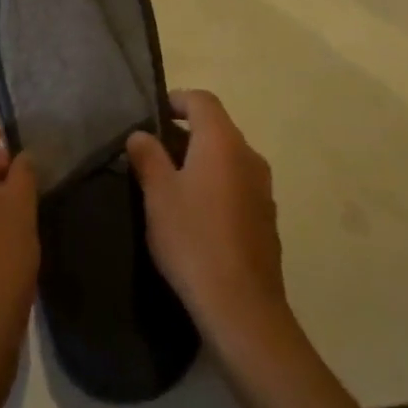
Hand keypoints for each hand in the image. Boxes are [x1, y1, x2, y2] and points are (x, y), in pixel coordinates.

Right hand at [126, 90, 289, 349]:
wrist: (242, 308)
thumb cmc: (193, 239)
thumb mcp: (158, 194)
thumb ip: (148, 157)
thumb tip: (140, 134)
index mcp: (222, 142)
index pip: (202, 100)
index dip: (176, 100)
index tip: (153, 115)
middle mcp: (249, 156)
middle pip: (217, 127)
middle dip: (186, 132)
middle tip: (154, 151)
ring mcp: (263, 188)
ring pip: (228, 158)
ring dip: (202, 160)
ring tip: (172, 183)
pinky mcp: (267, 218)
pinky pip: (238, 185)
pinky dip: (217, 185)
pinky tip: (197, 215)